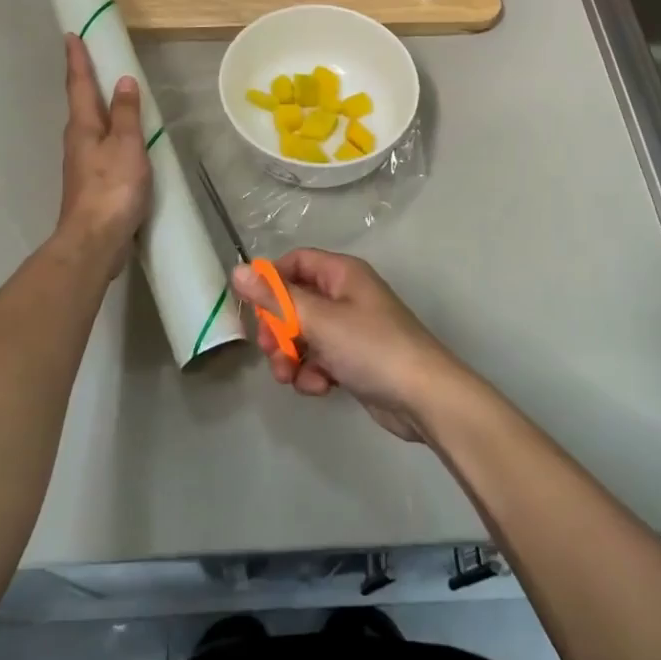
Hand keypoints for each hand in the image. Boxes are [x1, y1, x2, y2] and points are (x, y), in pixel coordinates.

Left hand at [56, 34, 150, 271]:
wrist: (94, 240)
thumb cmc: (112, 188)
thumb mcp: (127, 145)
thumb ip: (127, 114)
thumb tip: (123, 82)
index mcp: (83, 126)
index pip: (80, 84)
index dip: (77, 59)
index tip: (71, 35)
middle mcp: (77, 140)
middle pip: (82, 103)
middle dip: (86, 80)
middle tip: (94, 58)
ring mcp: (82, 163)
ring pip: (90, 126)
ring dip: (99, 107)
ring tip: (113, 94)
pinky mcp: (91, 182)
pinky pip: (101, 146)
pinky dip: (110, 133)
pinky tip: (122, 139)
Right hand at [231, 249, 459, 440]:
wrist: (423, 397)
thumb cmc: (371, 347)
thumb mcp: (318, 320)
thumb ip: (275, 297)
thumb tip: (237, 270)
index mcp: (341, 274)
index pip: (295, 262)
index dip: (271, 281)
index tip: (252, 307)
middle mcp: (345, 295)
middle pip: (295, 302)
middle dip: (277, 329)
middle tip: (270, 351)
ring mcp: (351, 328)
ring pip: (303, 334)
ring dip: (291, 356)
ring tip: (291, 377)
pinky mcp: (354, 359)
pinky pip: (320, 358)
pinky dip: (313, 373)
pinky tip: (319, 388)